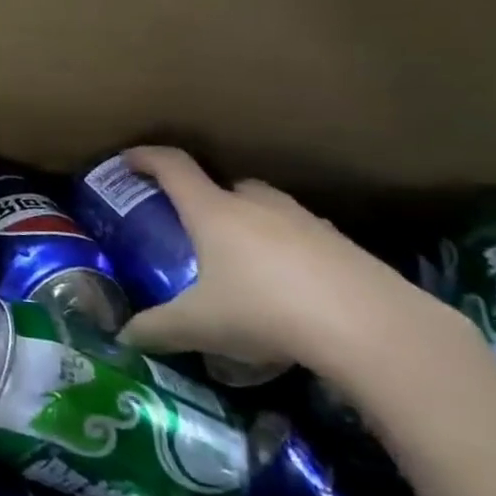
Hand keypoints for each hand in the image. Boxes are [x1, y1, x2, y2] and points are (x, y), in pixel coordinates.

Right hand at [114, 146, 444, 372]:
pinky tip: (290, 291)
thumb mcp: (200, 326)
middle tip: (194, 230)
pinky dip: (288, 253)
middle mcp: (256, 204)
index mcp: (213, 210)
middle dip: (206, 199)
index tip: (128, 161)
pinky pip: (302, 237)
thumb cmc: (266, 311)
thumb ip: (156, 328)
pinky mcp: (343, 245)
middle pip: (224, 184)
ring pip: (266, 209)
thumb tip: (122, 337)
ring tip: (244, 265)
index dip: (146, 158)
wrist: (373, 328)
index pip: (172, 166)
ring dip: (250, 225)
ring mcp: (305, 220)